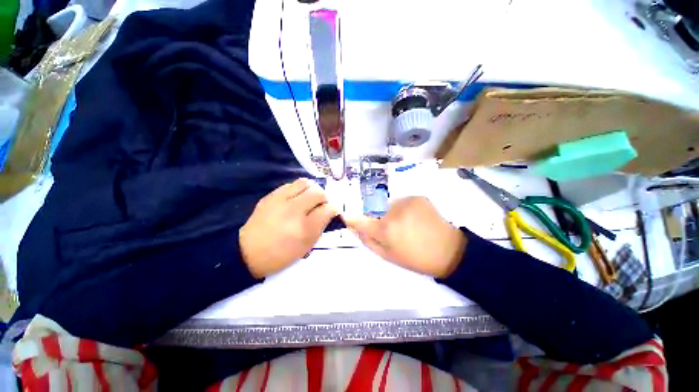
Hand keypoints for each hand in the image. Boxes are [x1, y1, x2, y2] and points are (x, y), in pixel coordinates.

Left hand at [240, 178, 336, 277]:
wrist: (248, 252)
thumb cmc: (281, 253)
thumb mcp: (306, 245)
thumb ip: (321, 226)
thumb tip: (330, 210)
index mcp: (304, 228)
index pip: (328, 209)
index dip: (333, 209)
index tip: (331, 212)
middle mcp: (293, 210)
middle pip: (318, 192)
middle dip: (324, 198)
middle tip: (320, 205)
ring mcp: (280, 200)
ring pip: (305, 183)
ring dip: (311, 189)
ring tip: (309, 198)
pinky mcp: (271, 195)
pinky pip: (291, 185)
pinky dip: (298, 189)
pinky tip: (295, 199)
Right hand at [344, 197, 466, 277]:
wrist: (448, 251)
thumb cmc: (415, 258)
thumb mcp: (387, 256)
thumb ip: (367, 241)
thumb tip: (355, 228)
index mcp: (384, 229)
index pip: (359, 220)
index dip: (351, 218)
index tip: (346, 217)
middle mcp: (392, 211)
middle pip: (375, 211)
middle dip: (378, 219)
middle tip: (392, 230)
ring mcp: (406, 201)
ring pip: (389, 205)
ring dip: (392, 213)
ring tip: (407, 224)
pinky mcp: (417, 197)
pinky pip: (403, 202)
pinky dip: (404, 209)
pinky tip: (416, 218)